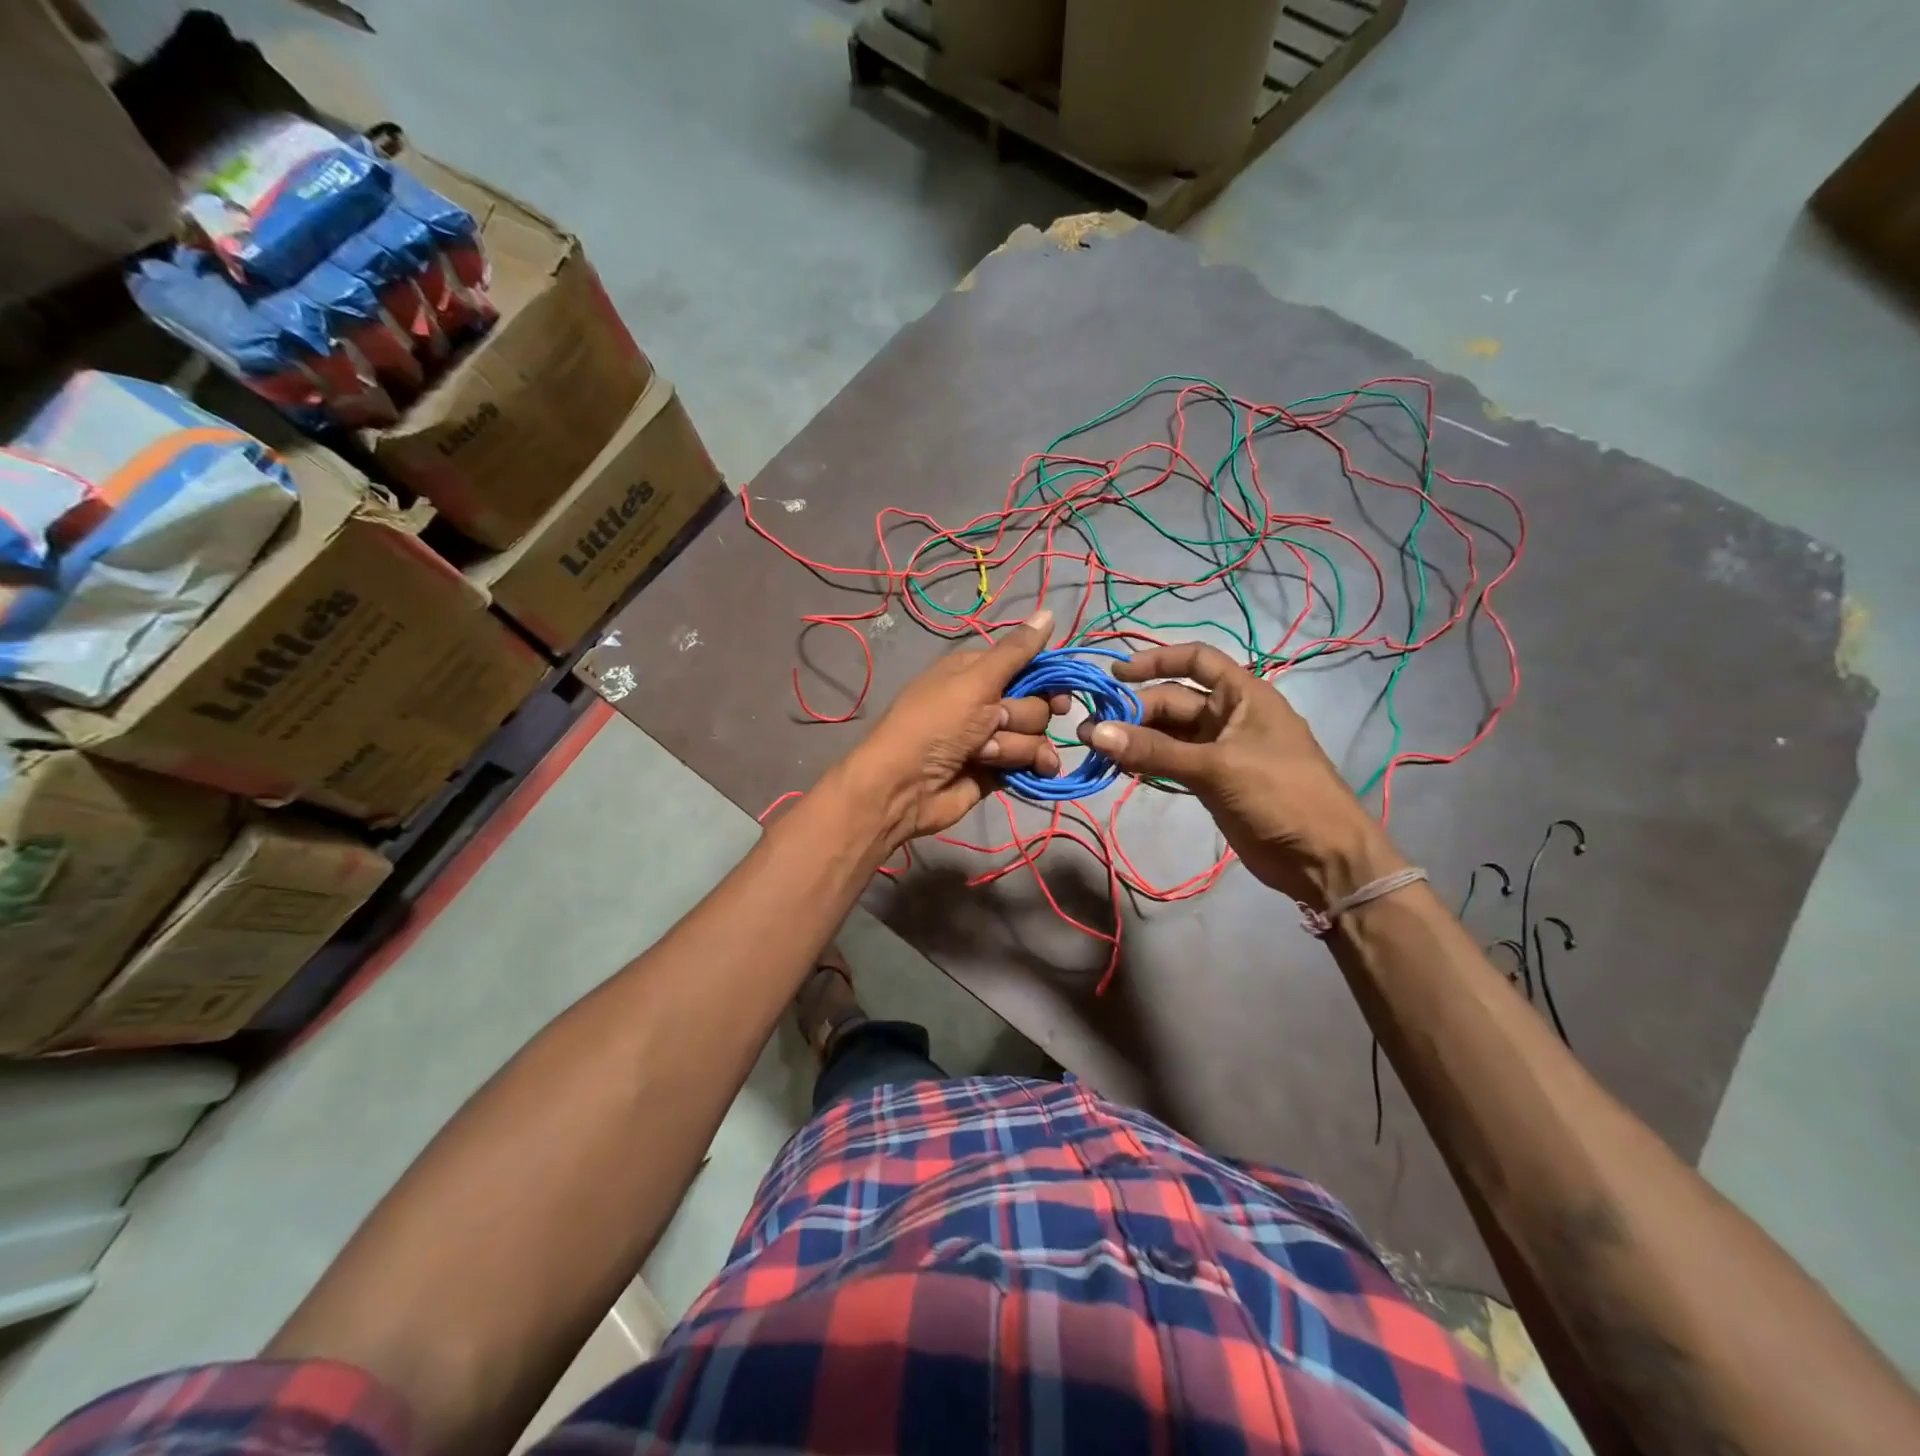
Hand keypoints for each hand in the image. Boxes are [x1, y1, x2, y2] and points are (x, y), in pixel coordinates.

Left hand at [841, 609, 1065, 845]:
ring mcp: (993, 738)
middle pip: (1036, 704)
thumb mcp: (974, 681)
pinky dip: (1032, 767)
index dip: (1046, 680)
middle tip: (994, 723)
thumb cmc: (935, 724)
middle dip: (1020, 718)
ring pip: (1035, 736)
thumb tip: (1049, 612)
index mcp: (977, 672)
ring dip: (1015, 747)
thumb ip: (1016, 651)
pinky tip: (1034, 772)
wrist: (904, 786)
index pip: (1029, 666)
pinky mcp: (998, 770)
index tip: (1058, 693)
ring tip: (985, 755)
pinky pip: (1032, 763)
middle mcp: (987, 702)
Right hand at [1079, 642, 1404, 906]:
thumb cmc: (1281, 795)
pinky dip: (1147, 762)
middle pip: (1172, 701)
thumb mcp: (1216, 767)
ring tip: (1096, 749)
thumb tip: (1097, 733)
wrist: (1322, 858)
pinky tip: (1119, 767)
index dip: (1156, 661)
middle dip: (1133, 712)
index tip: (1115, 674)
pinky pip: (1171, 762)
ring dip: (1135, 739)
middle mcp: (1229, 716)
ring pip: (1168, 734)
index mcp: (1244, 695)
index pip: (1196, 660)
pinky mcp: (1211, 781)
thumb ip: (1155, 750)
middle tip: (1092, 731)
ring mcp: (1219, 750)